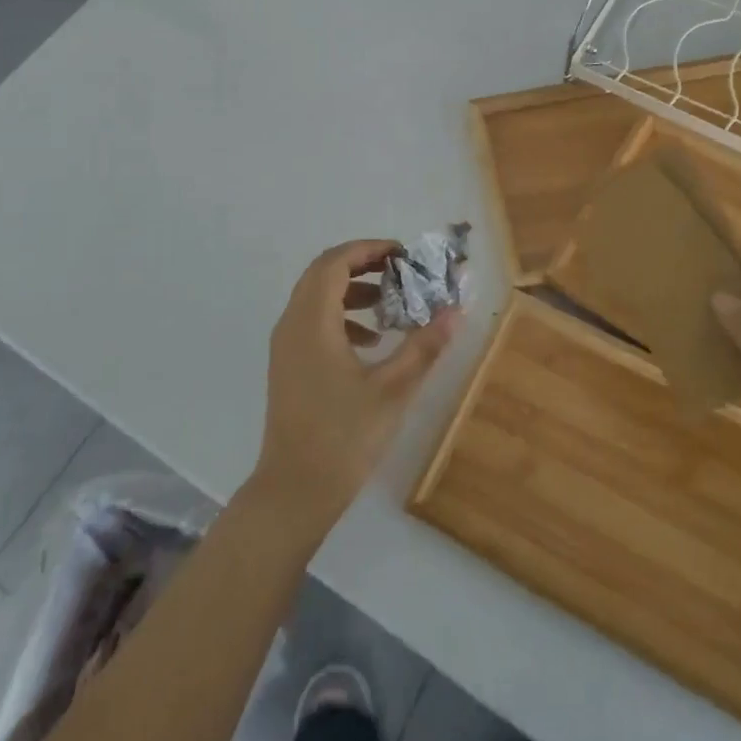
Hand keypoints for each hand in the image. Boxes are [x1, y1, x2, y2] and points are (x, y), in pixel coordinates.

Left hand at [246, 240, 458, 542]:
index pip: (335, 262)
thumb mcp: (393, 391)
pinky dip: (341, 316)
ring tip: (390, 305)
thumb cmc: (344, 438)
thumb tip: (454, 312)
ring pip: (316, 297)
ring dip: (352, 290)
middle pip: (323, 273)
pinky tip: (371, 341)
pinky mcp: (288, 365)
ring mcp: (285, 345)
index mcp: (312, 321)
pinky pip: (312, 320)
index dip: (369, 249)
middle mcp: (292, 323)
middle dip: (362, 265)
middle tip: (400, 272)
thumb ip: (423, 347)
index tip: (403, 255)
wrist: (294, 492)